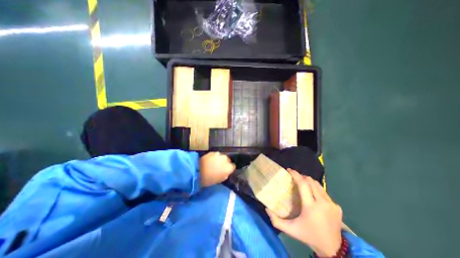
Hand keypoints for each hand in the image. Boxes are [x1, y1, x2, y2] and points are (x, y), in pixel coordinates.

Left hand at [198, 153, 234, 186]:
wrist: (197, 171)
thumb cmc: (209, 179)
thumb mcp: (220, 179)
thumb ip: (226, 174)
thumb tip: (227, 171)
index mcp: (229, 167)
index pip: (233, 166)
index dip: (229, 168)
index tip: (226, 170)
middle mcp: (226, 159)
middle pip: (228, 160)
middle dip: (225, 163)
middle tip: (220, 167)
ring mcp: (219, 154)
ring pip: (222, 156)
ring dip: (220, 159)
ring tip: (214, 163)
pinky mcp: (213, 152)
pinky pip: (216, 155)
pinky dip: (214, 157)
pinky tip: (210, 161)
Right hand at [266, 170, 340, 255]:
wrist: (333, 249)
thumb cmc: (309, 236)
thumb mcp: (290, 230)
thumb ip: (276, 221)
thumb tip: (266, 209)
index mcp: (310, 207)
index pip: (303, 184)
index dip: (296, 175)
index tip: (289, 170)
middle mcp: (323, 203)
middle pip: (311, 181)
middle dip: (301, 177)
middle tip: (294, 179)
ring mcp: (332, 204)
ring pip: (318, 185)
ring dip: (309, 182)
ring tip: (302, 185)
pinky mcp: (337, 206)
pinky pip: (324, 192)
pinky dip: (316, 190)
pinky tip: (312, 196)